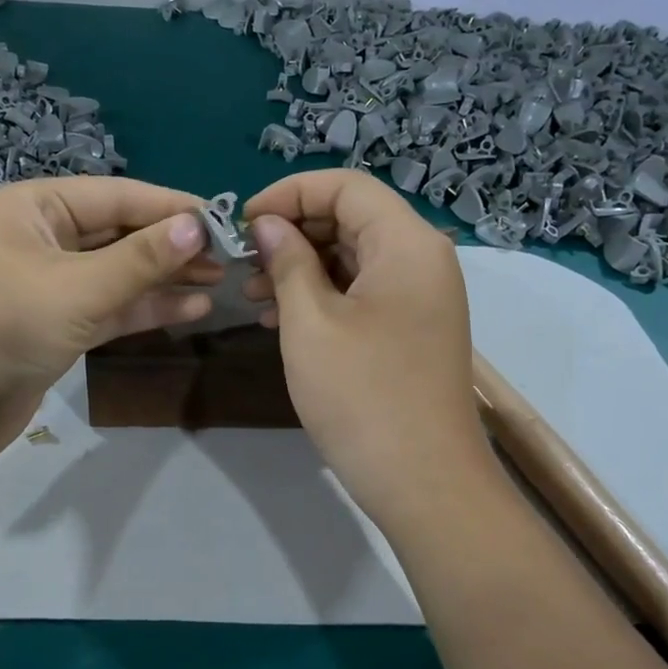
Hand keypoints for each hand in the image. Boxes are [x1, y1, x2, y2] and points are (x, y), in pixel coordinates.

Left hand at [0, 177, 217, 461]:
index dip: (172, 207)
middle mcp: (43, 237)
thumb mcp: (80, 287)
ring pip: (119, 272)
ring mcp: (50, 283)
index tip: (224, 219)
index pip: (118, 196)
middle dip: (172, 245)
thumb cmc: (6, 326)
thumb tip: (199, 225)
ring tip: (220, 281)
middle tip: (229, 256)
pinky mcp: (58, 324)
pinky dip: (146, 308)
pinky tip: (192, 309)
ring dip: (166, 278)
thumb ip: (142, 258)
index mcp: (36, 207)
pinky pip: (111, 306)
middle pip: (120, 233)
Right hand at [244, 170, 494, 532]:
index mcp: (406, 243)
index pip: (345, 186)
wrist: (425, 482)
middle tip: (244, 263)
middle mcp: (421, 259)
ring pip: (354, 257)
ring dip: (302, 267)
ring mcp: (420, 297)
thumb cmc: (363, 396)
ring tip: (252, 295)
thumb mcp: (310, 323)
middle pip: (351, 218)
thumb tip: (267, 224)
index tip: (242, 223)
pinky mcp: (412, 329)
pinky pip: (363, 292)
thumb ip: (287, 262)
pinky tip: (281, 319)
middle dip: (293, 232)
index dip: (289, 193)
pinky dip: (322, 296)